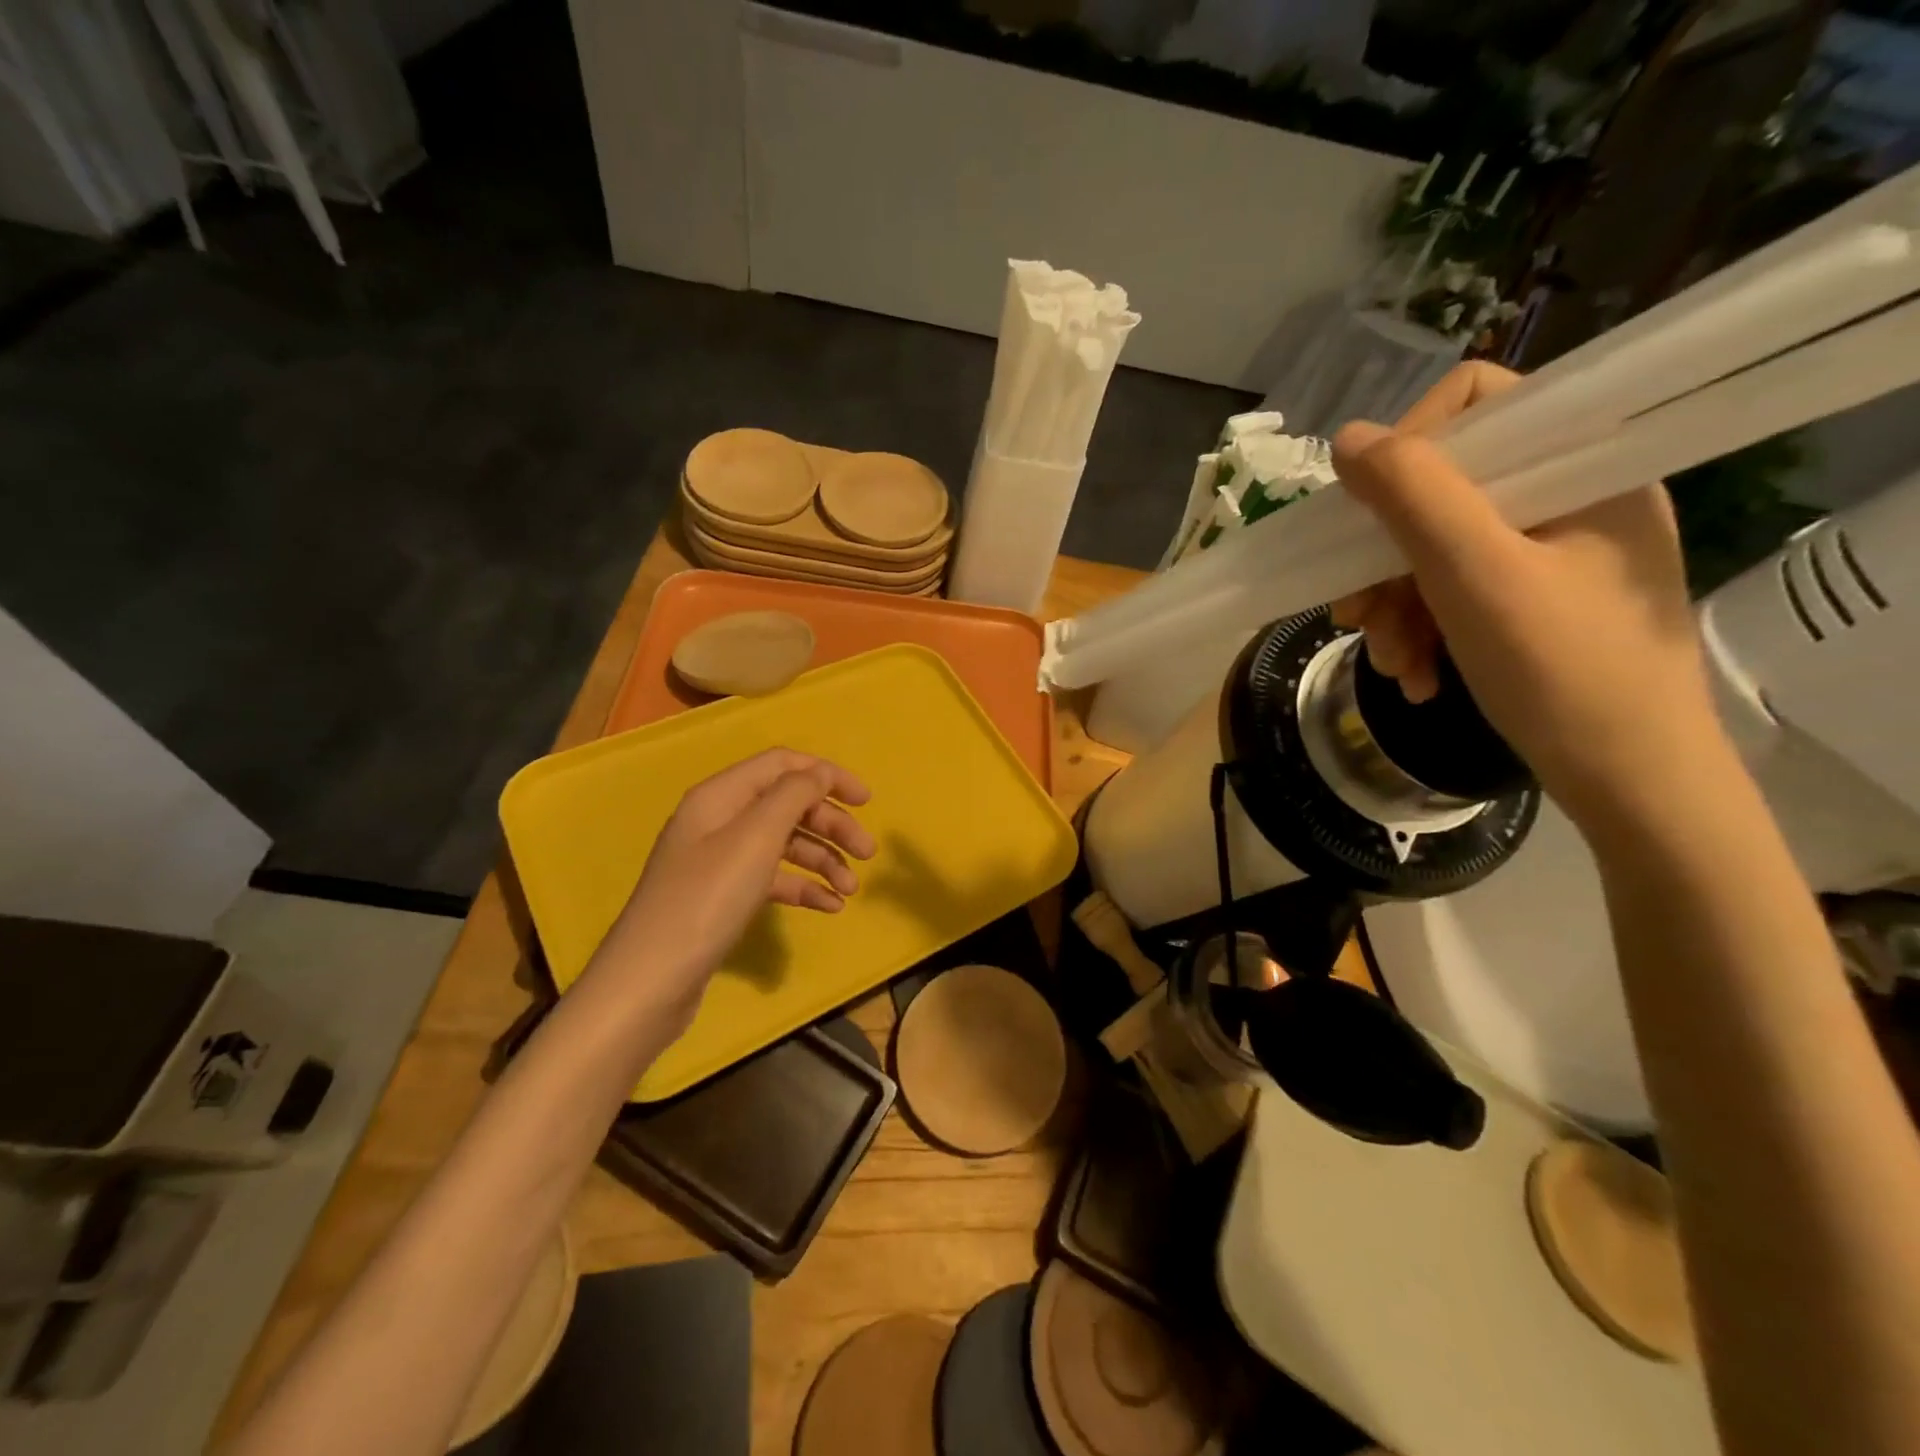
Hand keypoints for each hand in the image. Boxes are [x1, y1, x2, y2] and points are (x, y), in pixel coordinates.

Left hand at [586, 749, 874, 1030]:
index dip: (827, 775)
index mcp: (721, 795)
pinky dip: (804, 888)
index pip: (783, 765)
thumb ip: (793, 796)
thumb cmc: (707, 899)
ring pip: (785, 845)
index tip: (867, 801)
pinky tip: (830, 908)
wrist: (651, 981)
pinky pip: (774, 880)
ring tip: (851, 890)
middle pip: (788, 806)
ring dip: (823, 860)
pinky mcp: (724, 898)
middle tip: (868, 854)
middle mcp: (720, 821)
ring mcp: (720, 861)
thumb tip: (820, 774)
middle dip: (832, 824)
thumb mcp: (755, 837)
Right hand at [1330, 362, 1721, 831]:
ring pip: (1440, 550)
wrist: (1628, 779)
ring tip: (1392, 663)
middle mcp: (1572, 498)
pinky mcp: (1539, 600)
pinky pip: (1458, 591)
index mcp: (1584, 468)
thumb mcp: (1473, 575)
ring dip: (1397, 607)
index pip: (1479, 404)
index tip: (1366, 519)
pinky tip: (1417, 674)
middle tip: (1355, 615)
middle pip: (1446, 491)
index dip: (1408, 450)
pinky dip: (1425, 629)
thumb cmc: (1561, 670)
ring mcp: (1556, 553)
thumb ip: (1411, 496)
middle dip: (1387, 559)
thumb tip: (1346, 438)